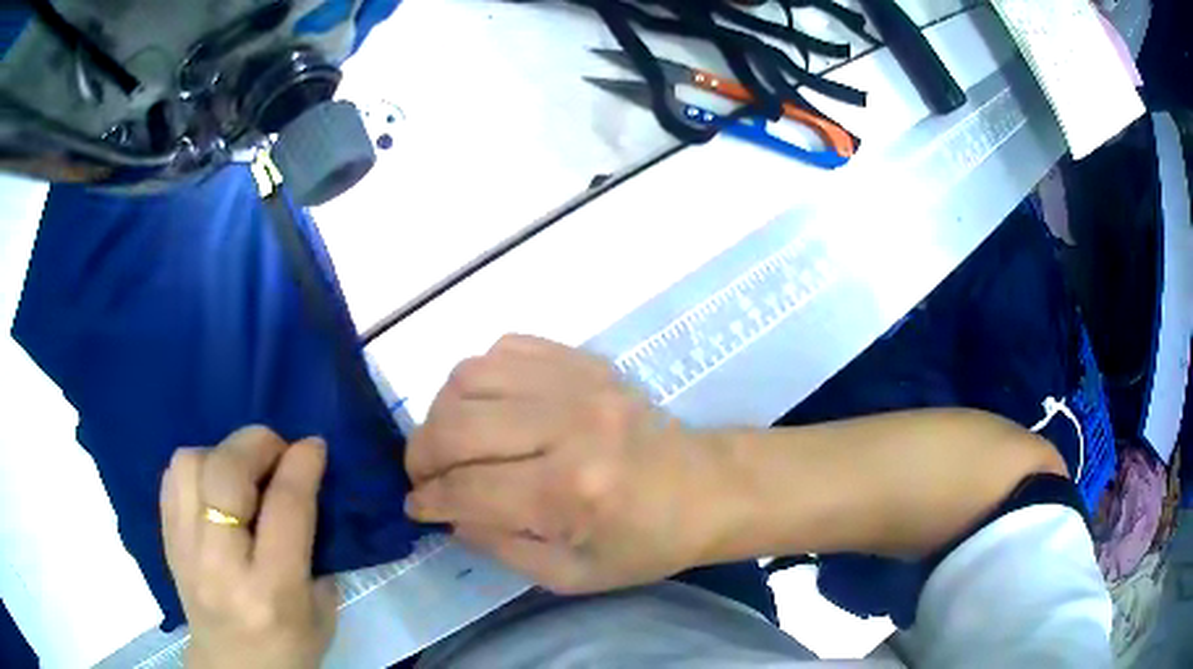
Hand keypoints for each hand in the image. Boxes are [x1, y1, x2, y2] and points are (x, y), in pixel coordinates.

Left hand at [161, 427, 337, 668]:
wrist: (233, 668)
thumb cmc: (289, 648)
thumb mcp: (322, 612)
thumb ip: (314, 549)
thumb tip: (303, 487)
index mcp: (272, 591)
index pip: (284, 509)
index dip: (301, 465)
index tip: (314, 445)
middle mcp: (221, 564)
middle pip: (226, 475)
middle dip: (256, 444)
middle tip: (277, 450)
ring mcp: (185, 550)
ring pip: (190, 465)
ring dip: (221, 453)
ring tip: (241, 469)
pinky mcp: (167, 541)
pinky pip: (172, 478)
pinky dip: (196, 466)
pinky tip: (214, 482)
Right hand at [405, 335, 722, 593]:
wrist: (707, 487)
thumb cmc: (646, 543)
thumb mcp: (573, 575)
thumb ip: (500, 546)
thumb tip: (449, 513)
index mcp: (570, 492)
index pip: (467, 490)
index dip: (428, 501)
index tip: (415, 507)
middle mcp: (568, 426)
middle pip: (456, 425)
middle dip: (421, 455)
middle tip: (423, 476)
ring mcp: (578, 383)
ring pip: (469, 376)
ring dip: (443, 412)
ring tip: (451, 440)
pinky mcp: (585, 360)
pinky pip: (505, 349)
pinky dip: (480, 378)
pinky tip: (488, 407)